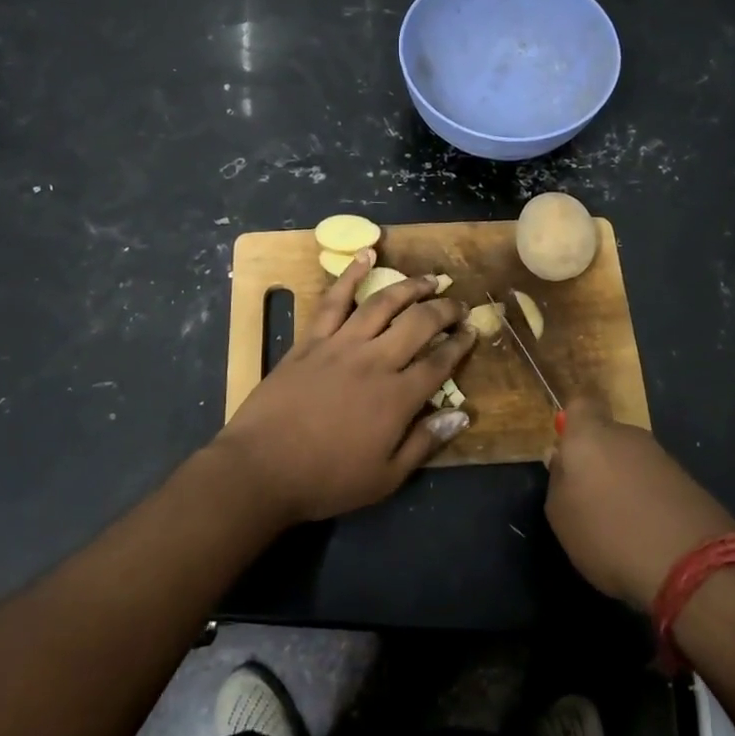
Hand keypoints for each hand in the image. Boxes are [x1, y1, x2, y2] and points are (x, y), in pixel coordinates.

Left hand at [213, 250, 477, 525]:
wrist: (261, 468)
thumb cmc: (326, 480)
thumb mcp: (385, 477)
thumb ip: (425, 443)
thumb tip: (461, 414)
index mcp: (397, 397)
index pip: (439, 362)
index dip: (460, 345)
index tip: (472, 331)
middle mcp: (375, 361)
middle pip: (419, 324)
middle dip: (445, 310)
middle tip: (459, 304)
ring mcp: (341, 345)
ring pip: (383, 304)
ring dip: (411, 287)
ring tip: (430, 279)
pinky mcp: (311, 340)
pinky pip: (334, 300)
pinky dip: (351, 274)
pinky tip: (367, 255)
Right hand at [544, 398, 734, 611]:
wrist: (691, 566)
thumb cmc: (608, 534)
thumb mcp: (560, 514)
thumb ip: (557, 479)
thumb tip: (561, 458)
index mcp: (590, 435)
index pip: (580, 405)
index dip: (574, 423)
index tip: (567, 451)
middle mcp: (628, 435)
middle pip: (607, 436)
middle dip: (599, 459)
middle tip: (590, 497)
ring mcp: (662, 457)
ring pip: (633, 460)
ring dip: (625, 481)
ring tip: (621, 523)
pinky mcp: (689, 481)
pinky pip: (656, 482)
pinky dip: (650, 499)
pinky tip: (649, 532)